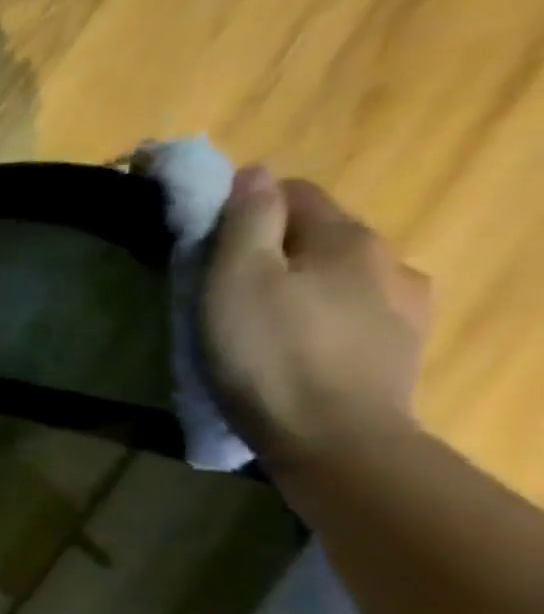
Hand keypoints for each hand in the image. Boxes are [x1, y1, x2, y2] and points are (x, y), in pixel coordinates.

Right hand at [203, 166, 432, 468]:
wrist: (334, 439)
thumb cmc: (269, 354)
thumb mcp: (236, 280)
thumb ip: (246, 221)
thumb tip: (254, 173)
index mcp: (346, 237)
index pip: (293, 193)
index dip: (245, 209)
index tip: (208, 243)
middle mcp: (389, 260)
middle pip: (319, 236)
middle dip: (273, 252)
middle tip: (224, 290)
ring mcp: (405, 307)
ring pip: (340, 277)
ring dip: (303, 287)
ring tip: (262, 326)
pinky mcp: (402, 349)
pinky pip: (355, 315)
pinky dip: (324, 321)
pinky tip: (299, 350)